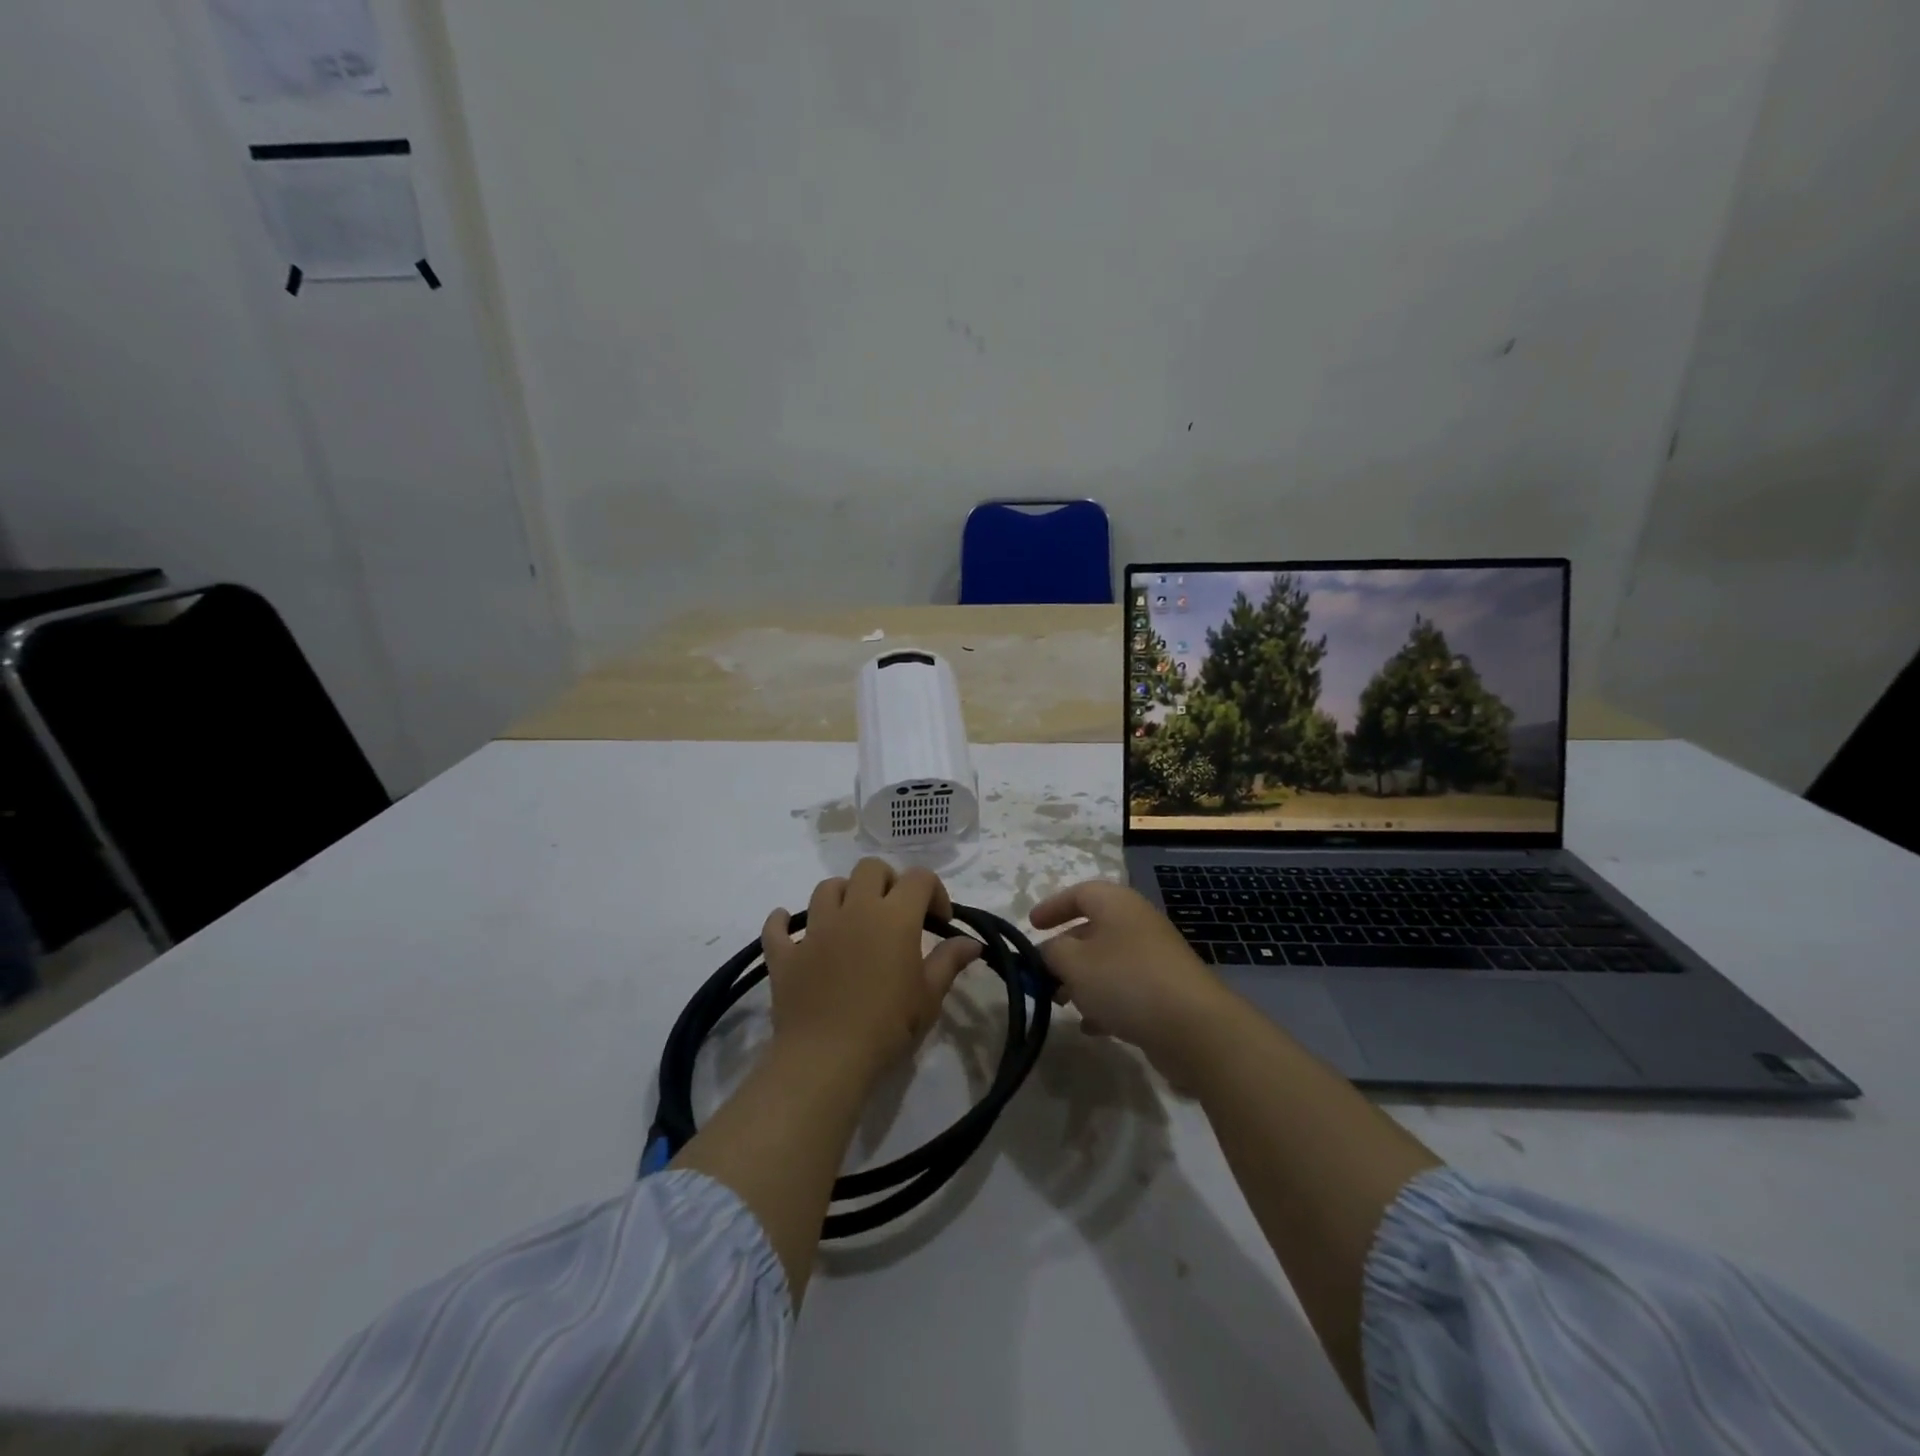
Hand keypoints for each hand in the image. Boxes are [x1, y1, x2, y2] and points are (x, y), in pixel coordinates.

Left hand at [762, 858, 980, 1084]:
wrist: (826, 1060)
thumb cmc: (888, 1026)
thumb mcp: (929, 996)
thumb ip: (949, 961)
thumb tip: (972, 942)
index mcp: (894, 917)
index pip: (919, 878)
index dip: (934, 892)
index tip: (939, 922)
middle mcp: (854, 910)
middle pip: (869, 869)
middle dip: (887, 882)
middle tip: (896, 914)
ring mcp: (815, 929)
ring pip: (827, 888)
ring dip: (843, 895)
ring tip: (852, 920)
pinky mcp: (785, 954)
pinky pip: (777, 927)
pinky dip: (783, 923)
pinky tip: (790, 929)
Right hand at [1030, 879, 1233, 1083]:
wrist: (1194, 1027)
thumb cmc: (1125, 981)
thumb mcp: (1073, 963)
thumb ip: (1051, 952)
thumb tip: (1048, 951)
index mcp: (1116, 904)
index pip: (1079, 893)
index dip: (1052, 907)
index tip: (1031, 927)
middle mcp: (1137, 923)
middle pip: (1092, 929)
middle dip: (1064, 952)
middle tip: (1042, 974)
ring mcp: (1155, 957)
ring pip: (1108, 962)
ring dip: (1082, 980)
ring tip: (1062, 1003)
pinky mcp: (1166, 991)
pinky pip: (1126, 988)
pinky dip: (1105, 1002)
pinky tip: (1091, 1027)